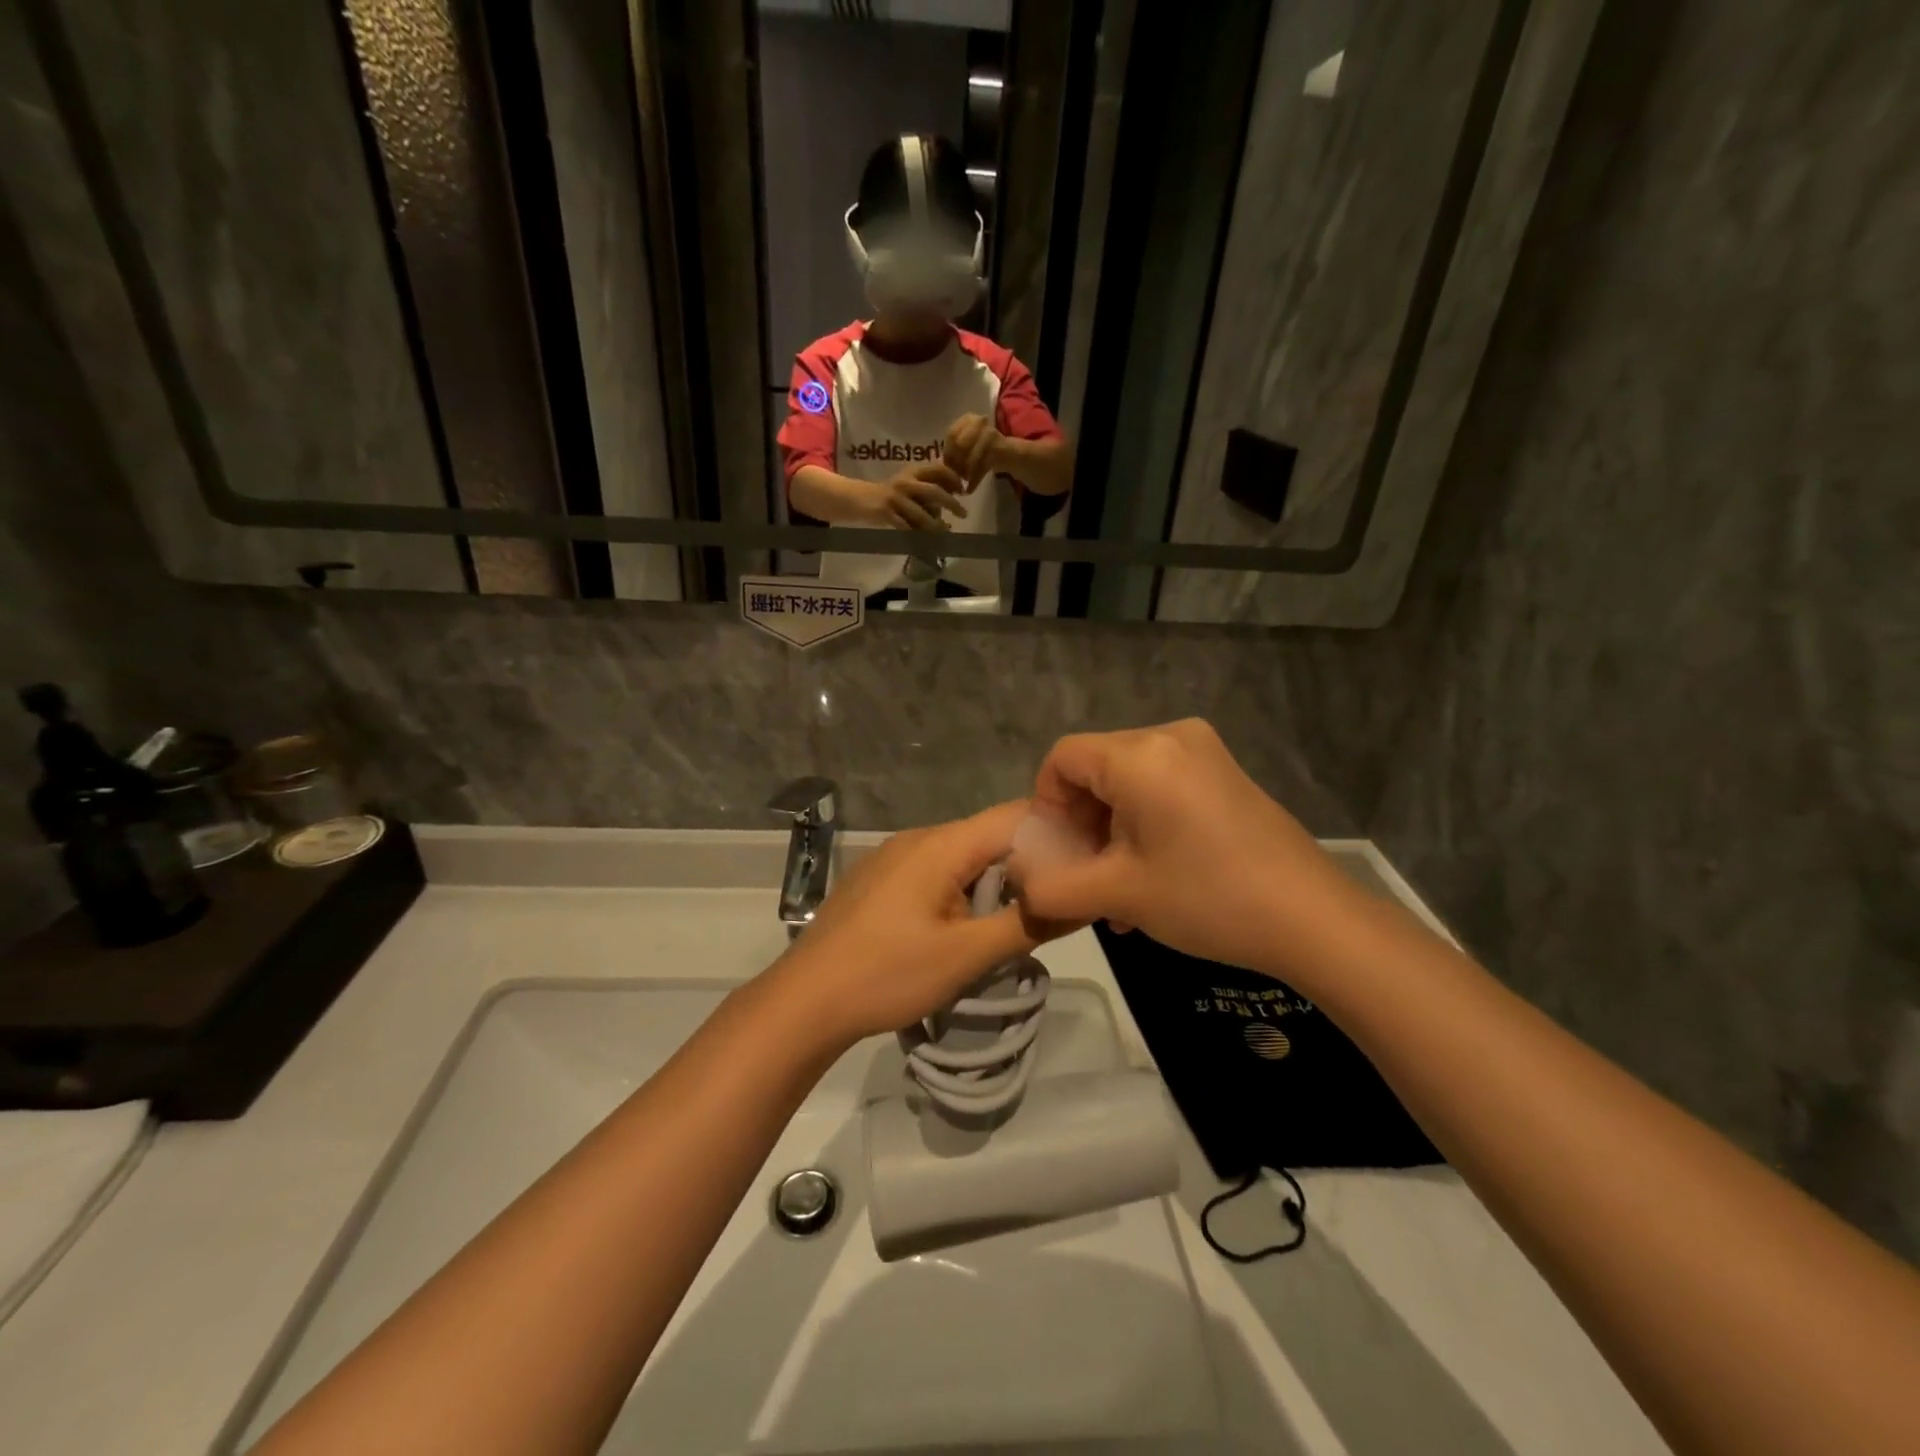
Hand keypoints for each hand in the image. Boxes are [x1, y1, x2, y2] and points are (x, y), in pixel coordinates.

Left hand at [765, 802, 1058, 1048]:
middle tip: (1059, 902)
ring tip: (1019, 920)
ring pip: (963, 856)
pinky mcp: (881, 879)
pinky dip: (963, 890)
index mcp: (942, 844)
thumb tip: (1080, 900)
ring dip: (995, 881)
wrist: (805, 1000)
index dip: (1057, 836)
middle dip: (1029, 864)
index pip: (1016, 817)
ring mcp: (895, 857)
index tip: (1085, 868)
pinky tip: (967, 926)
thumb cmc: (887, 974)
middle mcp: (919, 837)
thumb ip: (1027, 924)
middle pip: (990, 836)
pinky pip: (936, 871)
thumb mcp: (966, 955)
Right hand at [868, 461, 969, 530]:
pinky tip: (927, 540)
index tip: (963, 490)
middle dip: (951, 503)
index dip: (953, 478)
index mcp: (913, 471)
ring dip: (936, 524)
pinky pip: (907, 527)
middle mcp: (905, 482)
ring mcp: (895, 498)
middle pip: (933, 491)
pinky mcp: (886, 513)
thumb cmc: (892, 493)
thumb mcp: (910, 482)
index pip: (938, 469)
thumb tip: (956, 492)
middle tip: (963, 513)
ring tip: (946, 530)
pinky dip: (919, 535)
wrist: (861, 498)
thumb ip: (929, 484)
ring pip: (921, 514)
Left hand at [943, 413, 1004, 489]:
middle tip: (954, 478)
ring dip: (965, 474)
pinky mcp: (999, 448)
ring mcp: (989, 434)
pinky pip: (981, 467)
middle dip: (955, 464)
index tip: (947, 467)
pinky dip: (974, 481)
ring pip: (970, 458)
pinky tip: (970, 490)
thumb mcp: (967, 445)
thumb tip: (939, 466)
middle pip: (959, 446)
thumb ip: (954, 450)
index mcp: (968, 418)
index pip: (951, 435)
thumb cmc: (983, 450)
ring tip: (962, 484)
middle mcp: (979, 422)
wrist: (1011, 454)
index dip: (947, 453)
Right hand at [1011, 720, 1356, 977]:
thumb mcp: (1119, 895)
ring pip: (1128, 780)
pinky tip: (1153, 874)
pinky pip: (1162, 785)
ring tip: (1120, 888)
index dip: (1046, 804)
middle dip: (1081, 822)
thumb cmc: (1207, 898)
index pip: (1062, 758)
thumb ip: (1053, 888)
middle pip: (1096, 768)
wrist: (1313, 919)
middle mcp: (1170, 736)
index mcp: (1140, 754)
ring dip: (1111, 829)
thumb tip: (1019, 887)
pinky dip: (1143, 822)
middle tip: (1088, 876)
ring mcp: (1204, 752)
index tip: (1058, 853)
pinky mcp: (1224, 773)